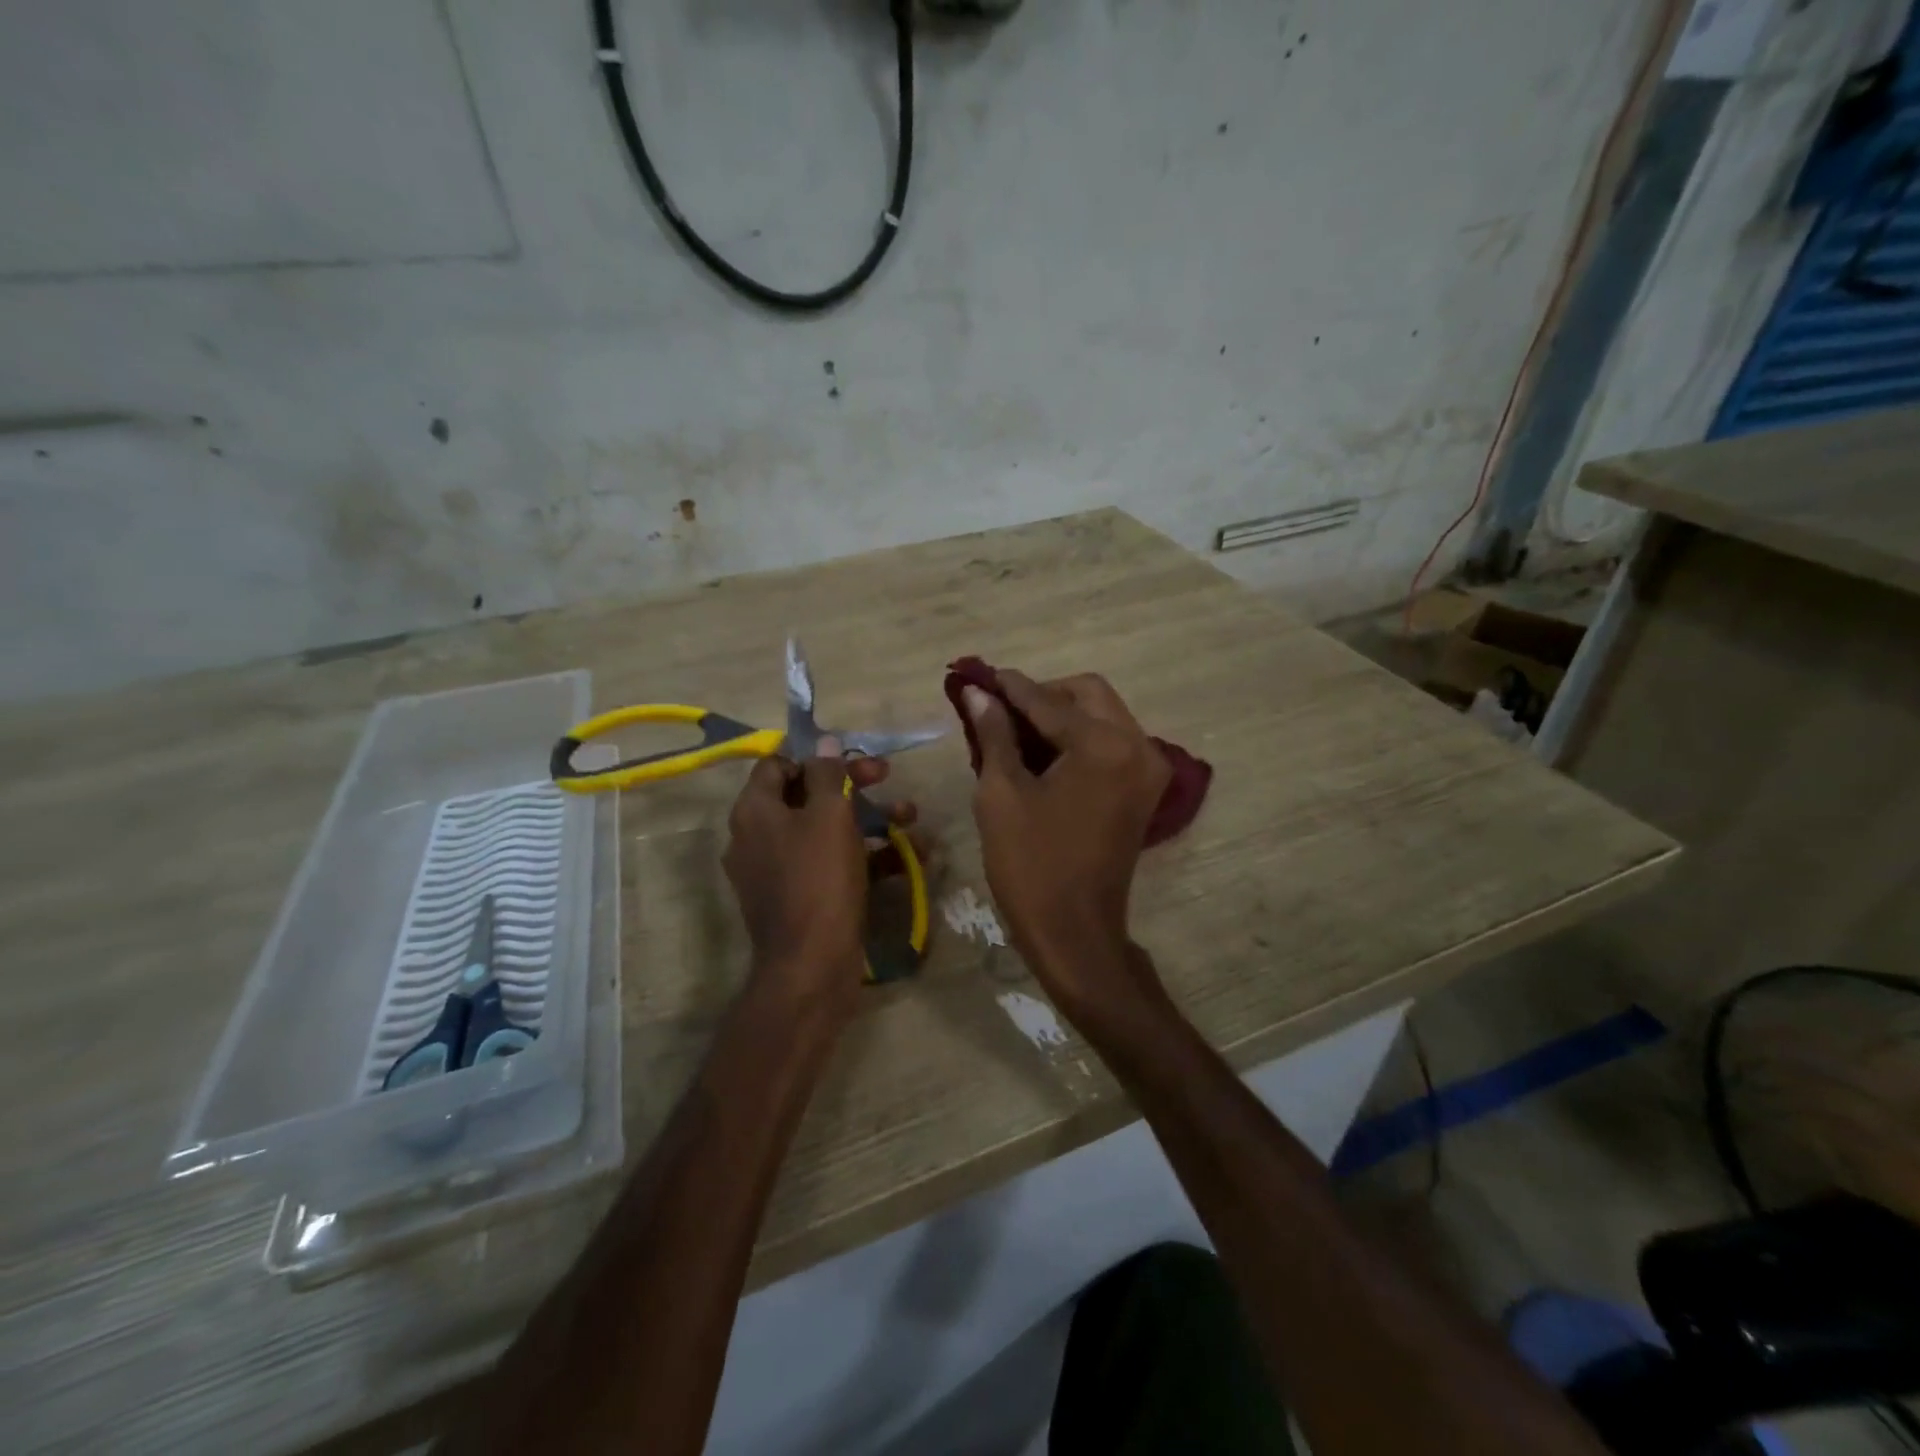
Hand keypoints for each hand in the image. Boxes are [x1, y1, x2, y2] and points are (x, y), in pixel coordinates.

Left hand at [723, 745, 908, 1007]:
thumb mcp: (829, 816)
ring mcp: (778, 871)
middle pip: (806, 796)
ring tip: (910, 817)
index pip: (777, 765)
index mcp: (755, 812)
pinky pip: (830, 864)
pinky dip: (864, 857)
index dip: (815, 756)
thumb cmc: (819, 880)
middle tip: (887, 776)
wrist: (811, 966)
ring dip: (868, 819)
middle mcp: (758, 838)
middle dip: (851, 785)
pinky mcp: (800, 898)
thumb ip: (827, 773)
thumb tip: (823, 741)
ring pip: (824, 831)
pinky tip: (907, 857)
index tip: (851, 757)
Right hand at [963, 671, 1171, 1021]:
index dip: (1009, 687)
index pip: (1048, 700)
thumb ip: (994, 733)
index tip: (977, 676)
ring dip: (1060, 715)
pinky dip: (1078, 739)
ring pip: (1102, 715)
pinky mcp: (1145, 789)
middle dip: (1041, 696)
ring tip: (1013, 731)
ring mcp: (1148, 768)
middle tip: (998, 710)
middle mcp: (1138, 746)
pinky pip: (1111, 743)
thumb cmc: (1031, 865)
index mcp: (1104, 745)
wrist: (1075, 933)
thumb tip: (978, 693)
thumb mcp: (1001, 794)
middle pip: (1086, 694)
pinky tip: (1041, 753)